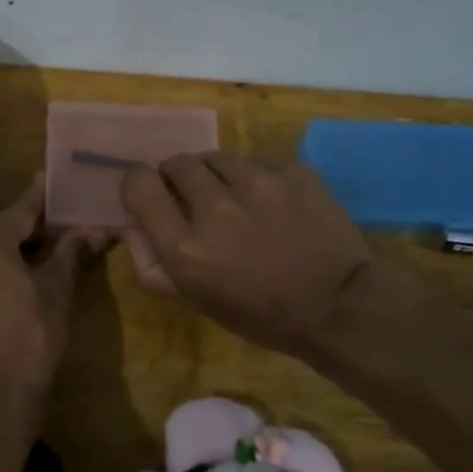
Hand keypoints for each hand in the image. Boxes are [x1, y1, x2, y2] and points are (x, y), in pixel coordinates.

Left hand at [0, 176, 107, 449]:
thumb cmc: (28, 337)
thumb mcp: (56, 291)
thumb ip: (70, 253)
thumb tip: (90, 228)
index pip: (22, 204)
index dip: (45, 194)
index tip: (59, 178)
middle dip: (18, 218)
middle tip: (52, 227)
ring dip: (9, 242)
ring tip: (46, 252)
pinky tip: (25, 278)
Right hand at [120, 155, 376, 355]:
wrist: (339, 306)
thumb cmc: (258, 313)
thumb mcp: (192, 301)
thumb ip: (149, 261)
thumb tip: (133, 220)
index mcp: (184, 245)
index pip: (138, 182)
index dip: (140, 186)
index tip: (152, 198)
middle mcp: (215, 207)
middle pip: (176, 163)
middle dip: (178, 179)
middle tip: (197, 201)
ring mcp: (258, 183)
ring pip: (217, 158)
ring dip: (217, 176)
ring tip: (237, 201)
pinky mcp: (293, 172)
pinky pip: (258, 162)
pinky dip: (256, 178)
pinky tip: (272, 205)